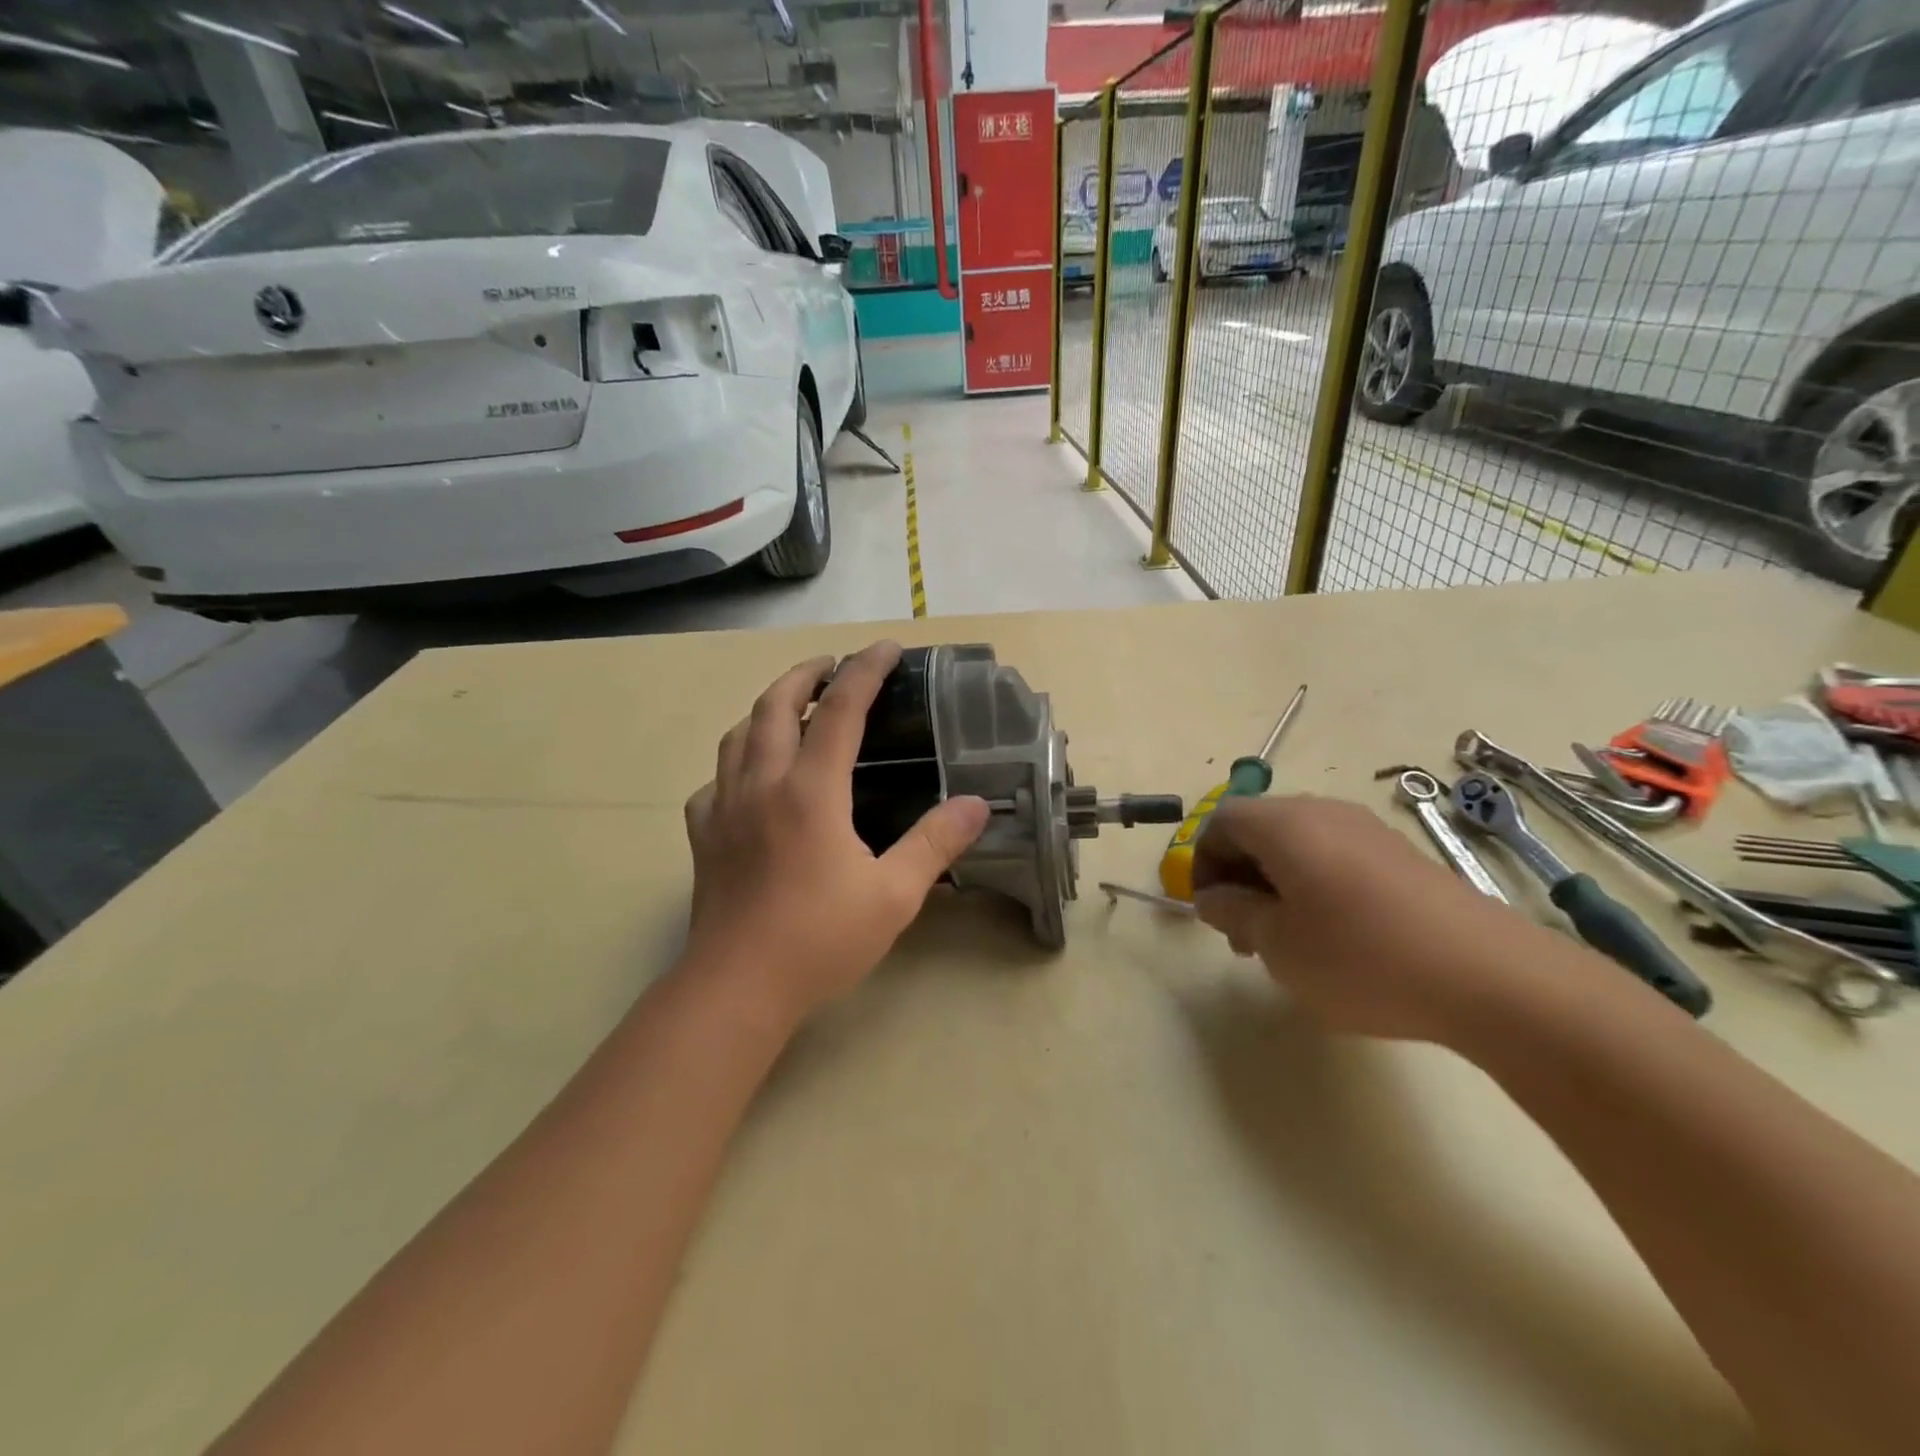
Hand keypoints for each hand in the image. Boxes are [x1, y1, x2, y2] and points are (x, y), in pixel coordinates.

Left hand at [681, 641, 990, 1028]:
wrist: (737, 989)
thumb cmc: (820, 940)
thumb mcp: (894, 895)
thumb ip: (935, 843)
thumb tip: (977, 804)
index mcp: (811, 791)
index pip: (840, 710)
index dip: (865, 671)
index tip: (886, 648)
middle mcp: (762, 784)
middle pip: (774, 705)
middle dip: (805, 673)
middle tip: (832, 665)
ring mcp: (724, 808)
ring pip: (737, 735)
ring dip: (766, 708)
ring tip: (791, 709)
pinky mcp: (703, 836)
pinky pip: (714, 781)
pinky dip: (735, 764)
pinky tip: (749, 782)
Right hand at [1191, 794, 1539, 1043]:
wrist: (1490, 977)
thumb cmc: (1360, 957)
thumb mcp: (1277, 943)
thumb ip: (1233, 912)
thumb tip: (1212, 897)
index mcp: (1284, 824)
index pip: (1220, 821)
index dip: (1201, 862)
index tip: (1210, 912)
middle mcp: (1324, 813)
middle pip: (1259, 829)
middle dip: (1239, 876)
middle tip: (1244, 934)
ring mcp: (1367, 831)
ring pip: (1298, 845)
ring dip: (1275, 885)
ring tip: (1287, 942)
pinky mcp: (1401, 856)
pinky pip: (1335, 858)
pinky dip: (1314, 887)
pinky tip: (1334, 938)